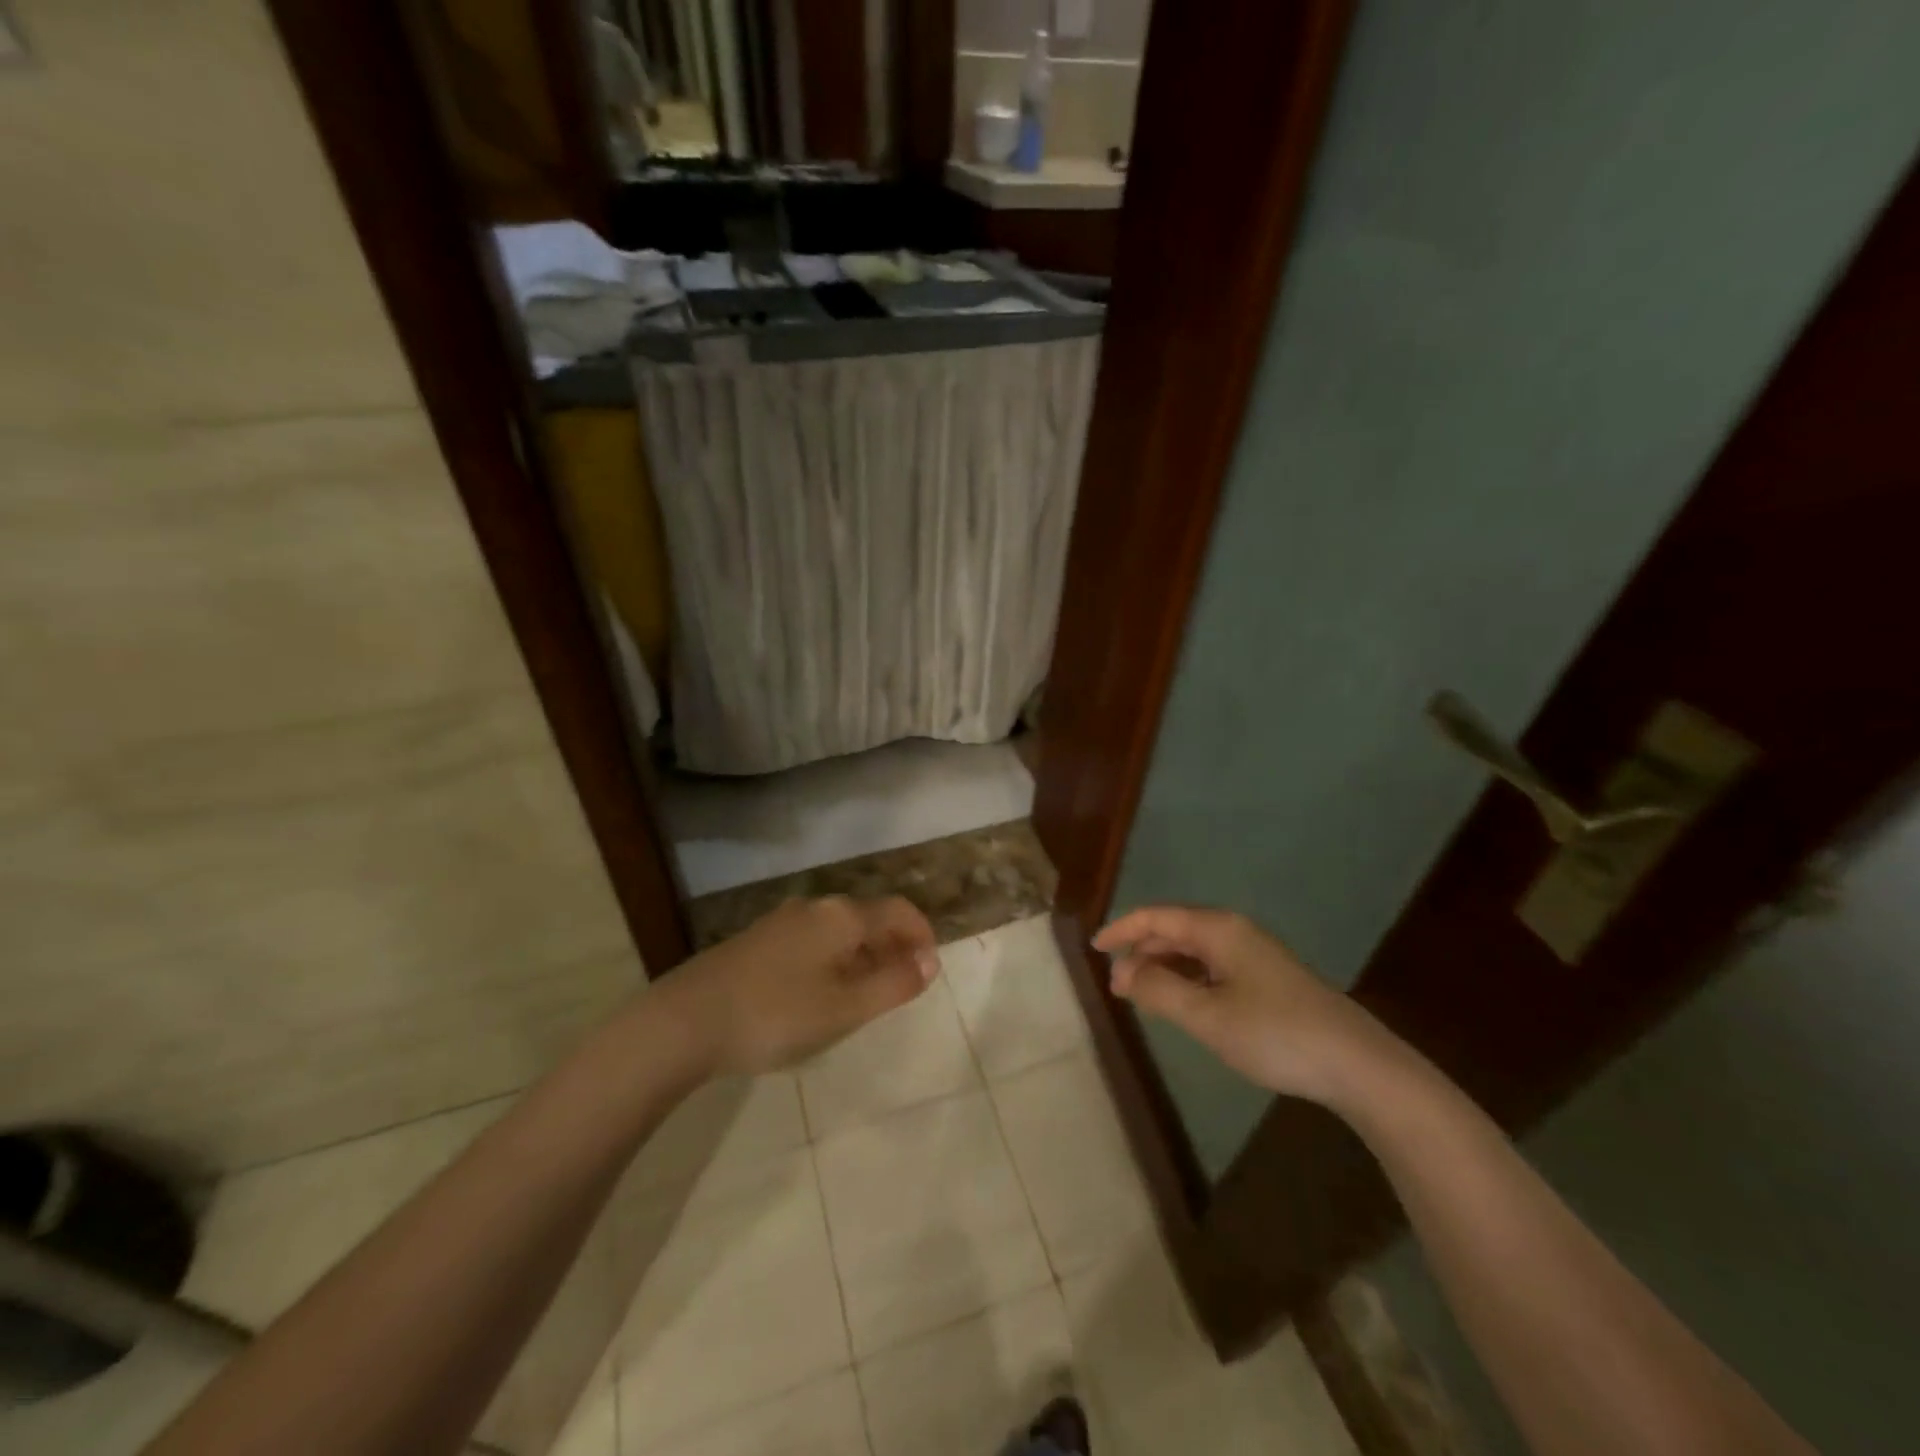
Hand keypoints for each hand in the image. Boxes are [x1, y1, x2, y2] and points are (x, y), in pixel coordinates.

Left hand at [656, 896, 938, 1076]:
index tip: (930, 969)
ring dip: (862, 954)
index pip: (898, 911)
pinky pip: (812, 940)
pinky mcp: (758, 939)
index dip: (921, 935)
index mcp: (841, 917)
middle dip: (892, 946)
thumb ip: (893, 984)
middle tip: (901, 986)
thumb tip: (930, 962)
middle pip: (868, 917)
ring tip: (864, 995)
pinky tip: (819, 993)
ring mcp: (782, 921)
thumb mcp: (845, 1008)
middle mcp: (815, 907)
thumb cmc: (776, 1014)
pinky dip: (833, 959)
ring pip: (838, 930)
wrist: (686, 1020)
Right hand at [1093, 905, 1403, 1107]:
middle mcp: (1234, 932)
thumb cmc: (1275, 1034)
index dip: (1122, 930)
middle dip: (1141, 952)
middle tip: (1116, 987)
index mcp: (1218, 929)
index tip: (1094, 949)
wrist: (1357, 1065)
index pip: (1156, 917)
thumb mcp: (1208, 1016)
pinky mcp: (1267, 978)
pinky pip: (1212, 966)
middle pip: (1174, 930)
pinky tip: (1182, 1002)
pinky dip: (1187, 978)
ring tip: (1141, 996)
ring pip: (1194, 950)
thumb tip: (1123, 973)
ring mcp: (1254, 954)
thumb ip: (1159, 991)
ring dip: (1163, 967)